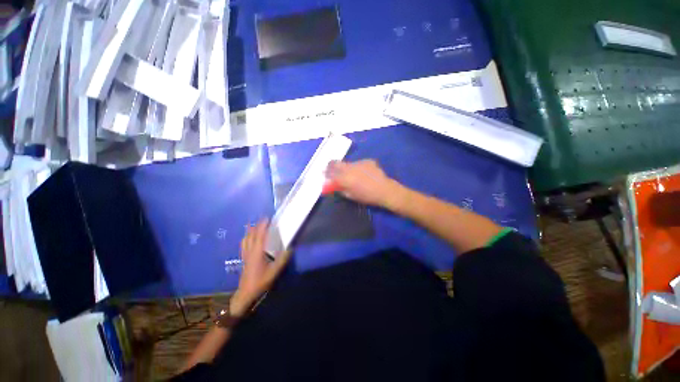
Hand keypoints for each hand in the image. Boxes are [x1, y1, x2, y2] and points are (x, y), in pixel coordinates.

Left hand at [230, 220, 291, 316]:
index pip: (260, 235)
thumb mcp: (275, 271)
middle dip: (257, 226)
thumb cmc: (261, 281)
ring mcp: (245, 254)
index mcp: (257, 252)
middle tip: (263, 219)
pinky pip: (243, 244)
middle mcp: (250, 251)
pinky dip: (246, 238)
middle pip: (252, 235)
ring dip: (250, 231)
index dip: (263, 226)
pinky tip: (247, 238)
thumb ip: (283, 259)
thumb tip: (290, 247)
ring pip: (246, 239)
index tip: (267, 218)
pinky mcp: (243, 259)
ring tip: (254, 225)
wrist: (246, 293)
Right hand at [326, 160, 403, 208]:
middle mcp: (349, 167)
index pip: (330, 172)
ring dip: (346, 167)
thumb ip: (340, 189)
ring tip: (352, 174)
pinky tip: (363, 173)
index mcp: (344, 177)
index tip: (324, 174)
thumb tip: (332, 185)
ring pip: (347, 163)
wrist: (385, 190)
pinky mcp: (367, 161)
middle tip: (331, 170)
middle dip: (331, 166)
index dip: (325, 173)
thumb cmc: (367, 196)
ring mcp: (359, 163)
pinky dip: (357, 168)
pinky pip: (358, 163)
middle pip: (335, 163)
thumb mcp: (350, 195)